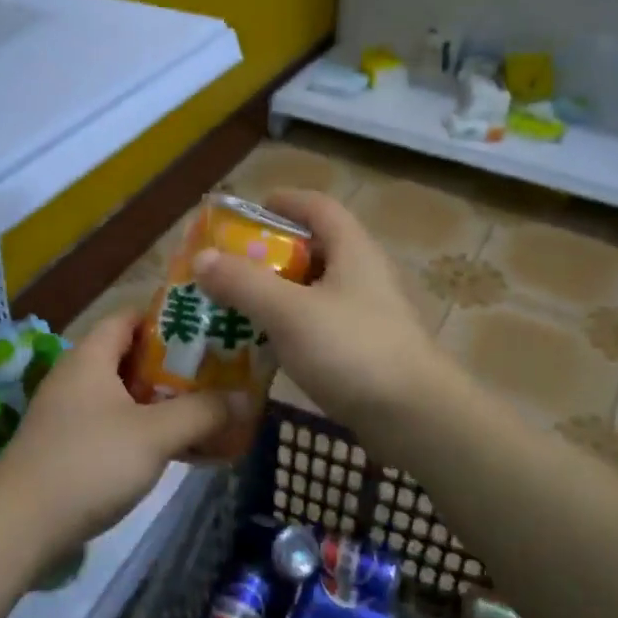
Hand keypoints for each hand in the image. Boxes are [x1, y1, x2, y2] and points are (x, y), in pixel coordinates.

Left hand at [0, 311, 241, 559]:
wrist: (18, 527)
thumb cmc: (88, 463)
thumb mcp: (154, 435)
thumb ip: (202, 412)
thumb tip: (246, 398)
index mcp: (91, 356)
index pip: (131, 315)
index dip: (169, 315)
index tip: (209, 324)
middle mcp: (78, 376)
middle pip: (133, 355)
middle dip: (177, 362)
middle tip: (220, 369)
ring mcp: (71, 413)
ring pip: (127, 394)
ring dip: (165, 400)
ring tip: (209, 407)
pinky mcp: (70, 447)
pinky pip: (118, 424)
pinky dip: (148, 429)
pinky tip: (179, 448)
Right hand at [193, 188, 447, 431]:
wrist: (415, 417)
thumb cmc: (352, 350)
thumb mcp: (289, 312)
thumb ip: (243, 283)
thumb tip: (202, 257)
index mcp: (353, 249)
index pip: (317, 207)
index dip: (284, 201)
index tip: (248, 210)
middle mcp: (364, 274)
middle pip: (314, 249)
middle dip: (270, 254)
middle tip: (229, 265)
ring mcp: (368, 313)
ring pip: (314, 291)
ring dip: (278, 293)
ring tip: (236, 305)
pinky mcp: (366, 349)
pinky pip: (320, 325)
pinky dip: (291, 327)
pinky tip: (265, 346)